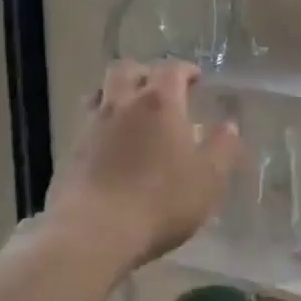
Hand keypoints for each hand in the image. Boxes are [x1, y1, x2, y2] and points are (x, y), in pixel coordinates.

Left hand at [46, 59, 240, 267]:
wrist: (94, 231)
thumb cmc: (161, 201)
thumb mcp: (208, 178)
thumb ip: (221, 148)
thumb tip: (229, 126)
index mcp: (159, 103)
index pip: (171, 69)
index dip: (185, 69)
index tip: (195, 78)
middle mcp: (122, 104)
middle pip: (127, 69)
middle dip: (146, 72)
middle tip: (161, 88)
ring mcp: (92, 125)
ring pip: (101, 91)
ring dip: (118, 92)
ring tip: (132, 110)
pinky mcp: (72, 150)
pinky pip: (88, 121)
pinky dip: (102, 121)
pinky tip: (112, 142)